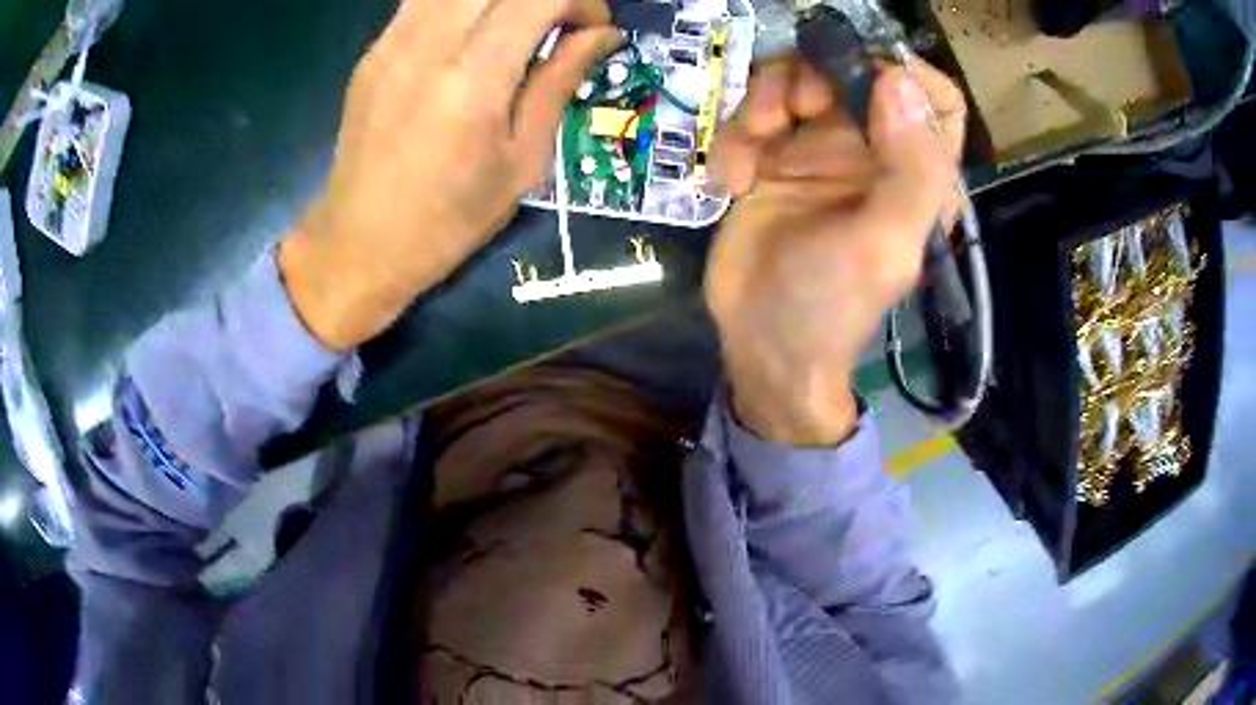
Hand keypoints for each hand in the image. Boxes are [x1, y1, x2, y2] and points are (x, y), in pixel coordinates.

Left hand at [279, 0, 619, 349]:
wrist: (359, 244)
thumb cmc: (449, 219)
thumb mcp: (522, 161)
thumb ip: (558, 83)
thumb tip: (601, 35)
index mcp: (474, 76)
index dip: (580, 1)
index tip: (594, 30)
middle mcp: (429, 42)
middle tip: (560, 27)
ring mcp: (393, 41)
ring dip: (502, 2)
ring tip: (517, 30)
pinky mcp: (374, 49)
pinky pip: (427, 0)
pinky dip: (464, 7)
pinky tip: (473, 35)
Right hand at [705, 56, 964, 444]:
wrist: (762, 344)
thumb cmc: (833, 305)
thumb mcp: (884, 245)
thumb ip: (910, 167)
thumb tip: (899, 80)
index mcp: (917, 170)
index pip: (936, 99)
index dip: (905, 71)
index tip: (858, 75)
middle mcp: (874, 150)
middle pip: (853, 71)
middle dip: (814, 75)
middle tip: (790, 108)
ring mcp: (819, 148)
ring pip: (795, 80)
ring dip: (763, 103)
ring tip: (751, 149)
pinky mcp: (771, 156)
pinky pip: (752, 114)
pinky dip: (734, 138)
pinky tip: (731, 182)